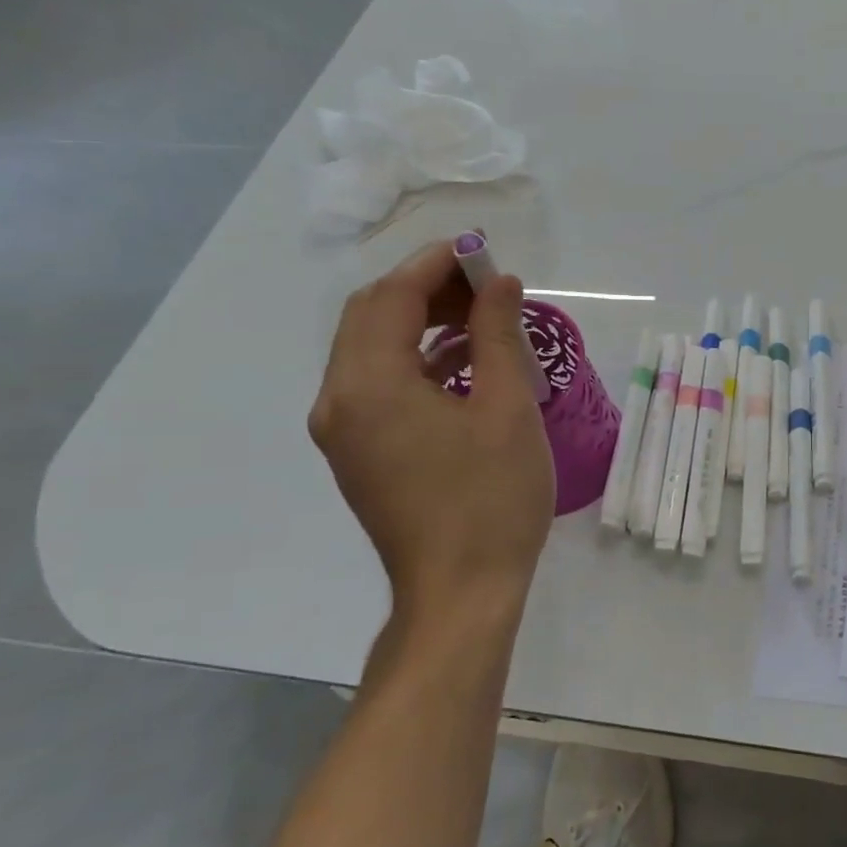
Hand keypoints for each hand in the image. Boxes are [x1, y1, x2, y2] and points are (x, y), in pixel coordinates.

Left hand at [309, 241, 554, 624]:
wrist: (460, 593)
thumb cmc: (491, 499)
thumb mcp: (507, 409)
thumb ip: (498, 335)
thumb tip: (499, 283)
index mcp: (370, 385)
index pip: (392, 297)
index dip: (436, 265)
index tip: (482, 252)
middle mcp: (339, 401)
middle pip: (371, 317)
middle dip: (426, 289)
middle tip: (485, 286)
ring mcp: (342, 431)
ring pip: (370, 350)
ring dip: (419, 323)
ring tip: (479, 319)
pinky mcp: (357, 454)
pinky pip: (376, 385)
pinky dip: (413, 360)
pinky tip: (461, 364)